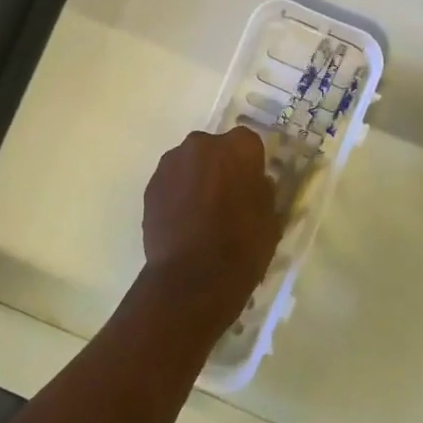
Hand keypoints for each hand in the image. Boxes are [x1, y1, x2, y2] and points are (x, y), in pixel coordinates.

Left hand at [141, 126, 280, 328]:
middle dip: (220, 166)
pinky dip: (177, 194)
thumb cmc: (242, 246)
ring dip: (196, 178)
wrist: (192, 278)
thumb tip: (254, 182)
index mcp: (239, 147)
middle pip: (215, 149)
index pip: (249, 144)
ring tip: (201, 213)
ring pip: (190, 163)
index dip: (250, 165)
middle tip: (226, 198)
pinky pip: (171, 182)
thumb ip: (262, 190)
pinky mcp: (151, 184)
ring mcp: (172, 162)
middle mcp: (202, 144)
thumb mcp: (271, 218)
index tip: (251, 186)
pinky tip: (183, 222)